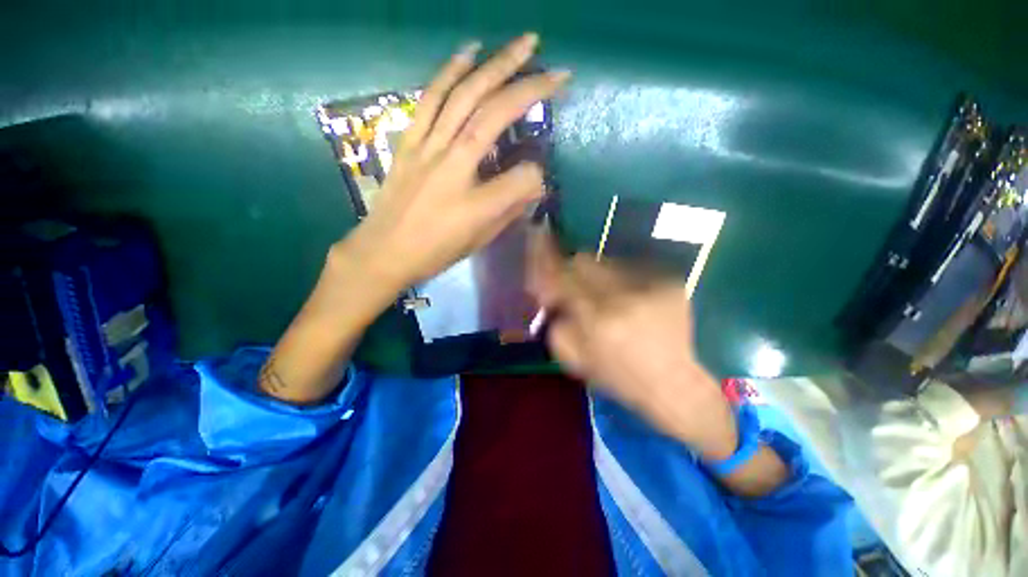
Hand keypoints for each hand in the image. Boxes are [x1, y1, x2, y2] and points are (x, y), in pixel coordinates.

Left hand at [340, 33, 569, 291]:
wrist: (384, 252)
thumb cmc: (435, 252)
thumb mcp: (479, 240)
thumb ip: (509, 210)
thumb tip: (531, 184)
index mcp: (476, 204)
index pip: (521, 178)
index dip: (536, 175)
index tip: (536, 179)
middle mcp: (453, 166)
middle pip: (492, 116)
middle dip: (527, 86)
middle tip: (554, 66)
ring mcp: (427, 148)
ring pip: (463, 97)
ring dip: (493, 65)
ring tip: (519, 44)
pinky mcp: (409, 141)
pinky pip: (429, 100)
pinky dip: (449, 71)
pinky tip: (467, 52)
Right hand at [527, 230, 738, 458]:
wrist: (675, 383)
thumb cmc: (619, 376)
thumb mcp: (576, 360)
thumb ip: (556, 324)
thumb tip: (552, 297)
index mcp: (596, 319)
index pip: (563, 276)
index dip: (547, 263)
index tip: (540, 259)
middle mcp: (623, 295)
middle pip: (584, 260)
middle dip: (572, 269)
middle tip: (575, 286)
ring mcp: (651, 284)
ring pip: (608, 262)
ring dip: (598, 276)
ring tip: (607, 297)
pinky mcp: (671, 281)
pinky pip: (633, 269)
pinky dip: (623, 280)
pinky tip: (631, 300)